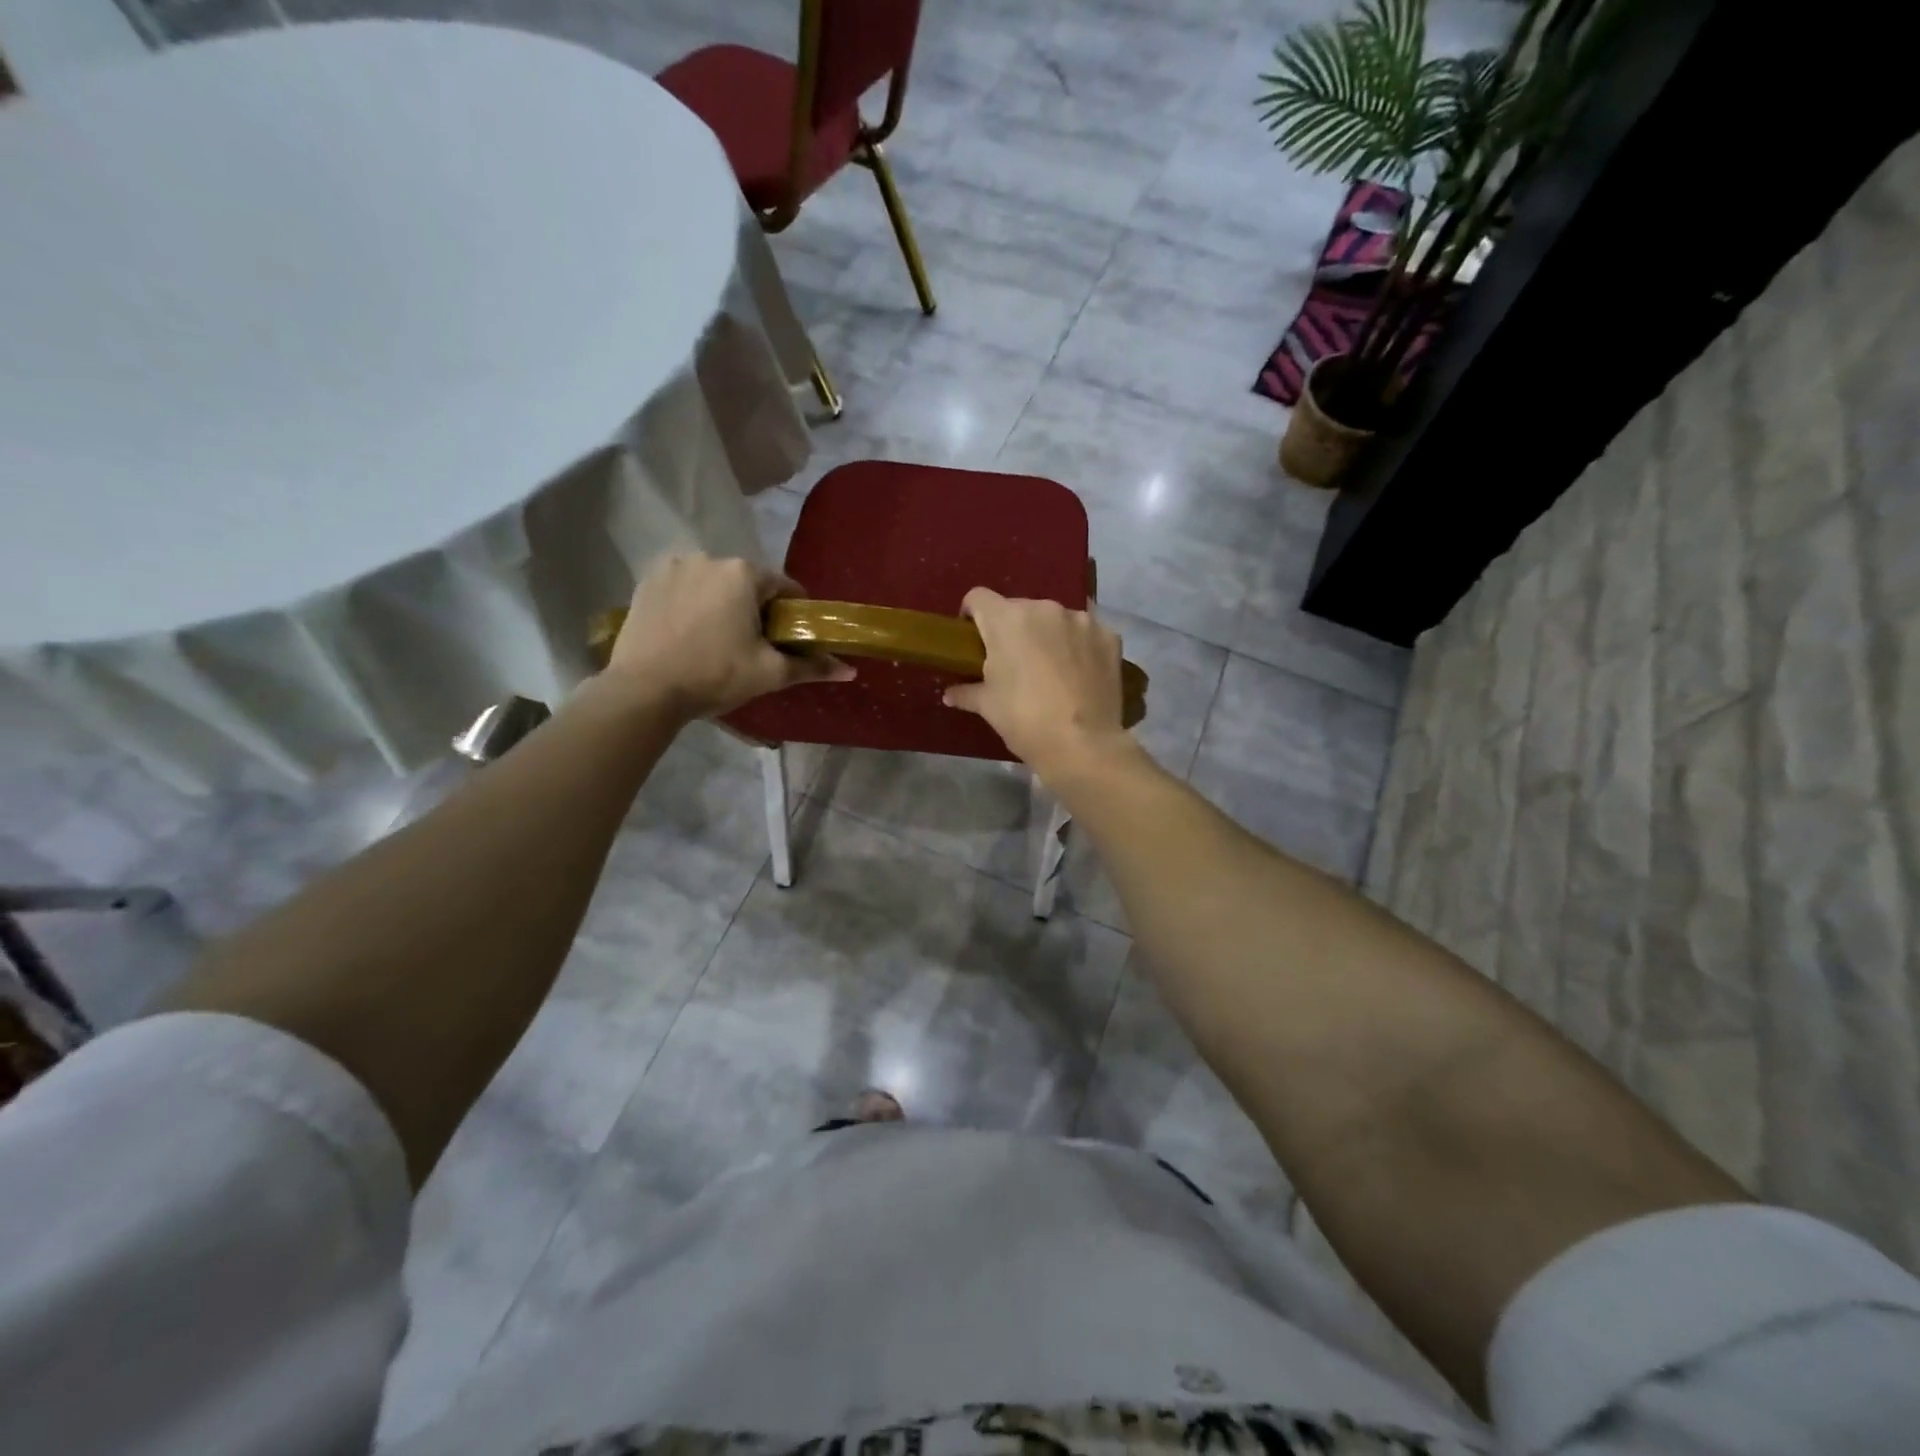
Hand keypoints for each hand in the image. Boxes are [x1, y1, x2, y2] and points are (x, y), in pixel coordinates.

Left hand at [606, 554, 850, 719]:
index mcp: (743, 573)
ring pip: (713, 584)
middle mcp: (708, 558)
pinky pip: (682, 588)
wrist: (643, 690)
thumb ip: (811, 666)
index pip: (784, 587)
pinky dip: (691, 605)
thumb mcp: (770, 673)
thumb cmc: (715, 675)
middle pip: (747, 583)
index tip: (789, 640)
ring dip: (721, 604)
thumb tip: (850, 670)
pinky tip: (687, 634)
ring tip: (716, 641)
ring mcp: (673, 567)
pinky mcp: (646, 582)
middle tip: (753, 646)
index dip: (793, 614)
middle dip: (755, 608)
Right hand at [942, 588, 1134, 778]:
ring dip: (1047, 636)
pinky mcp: (1109, 636)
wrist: (1083, 744)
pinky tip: (1079, 674)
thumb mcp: (987, 707)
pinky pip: (1085, 633)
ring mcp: (1081, 620)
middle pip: (1018, 609)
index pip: (978, 598)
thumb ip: (966, 691)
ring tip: (1050, 669)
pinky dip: (1078, 646)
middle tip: (1012, 663)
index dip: (971, 616)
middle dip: (1012, 630)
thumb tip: (949, 694)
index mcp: (1006, 619)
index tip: (973, 640)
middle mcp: (1044, 608)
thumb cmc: (1024, 720)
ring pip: (1054, 620)